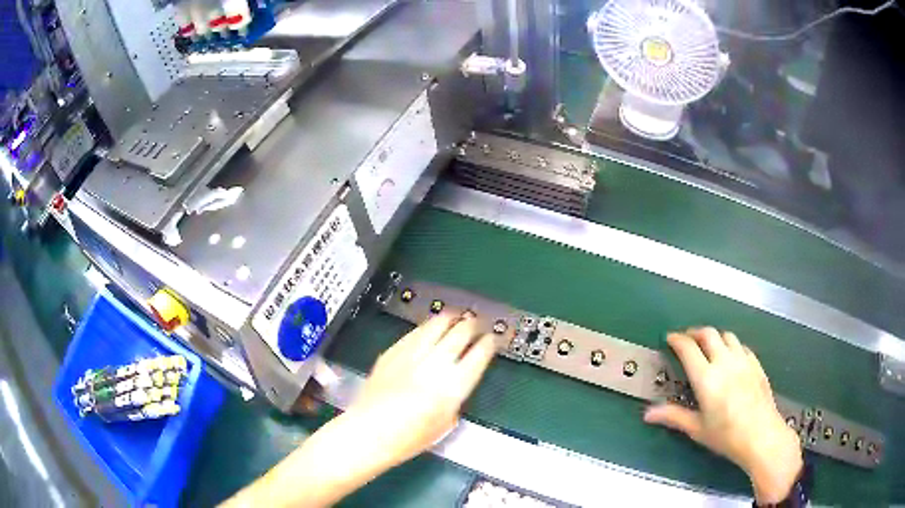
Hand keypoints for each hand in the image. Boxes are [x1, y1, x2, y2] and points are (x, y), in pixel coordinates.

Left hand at [344, 312, 496, 467]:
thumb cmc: (409, 438)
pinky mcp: (392, 351)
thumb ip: (455, 398)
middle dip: (472, 325)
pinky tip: (428, 328)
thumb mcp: (445, 423)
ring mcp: (412, 354)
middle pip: (460, 332)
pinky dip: (426, 327)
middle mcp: (435, 364)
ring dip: (450, 318)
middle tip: (476, 324)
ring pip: (437, 324)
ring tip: (455, 317)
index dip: (490, 342)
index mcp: (454, 385)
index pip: (480, 353)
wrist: (369, 432)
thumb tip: (456, 384)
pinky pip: (414, 332)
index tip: (493, 339)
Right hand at [643, 328, 802, 503]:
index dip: (677, 339)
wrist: (761, 435)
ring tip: (708, 346)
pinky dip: (731, 345)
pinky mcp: (756, 363)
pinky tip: (730, 357)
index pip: (688, 348)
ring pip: (726, 335)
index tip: (669, 338)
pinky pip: (741, 345)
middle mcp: (724, 362)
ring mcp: (743, 360)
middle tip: (686, 339)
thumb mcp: (697, 429)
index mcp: (706, 378)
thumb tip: (647, 414)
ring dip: (714, 336)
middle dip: (694, 332)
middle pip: (708, 334)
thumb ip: (673, 417)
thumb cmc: (726, 436)